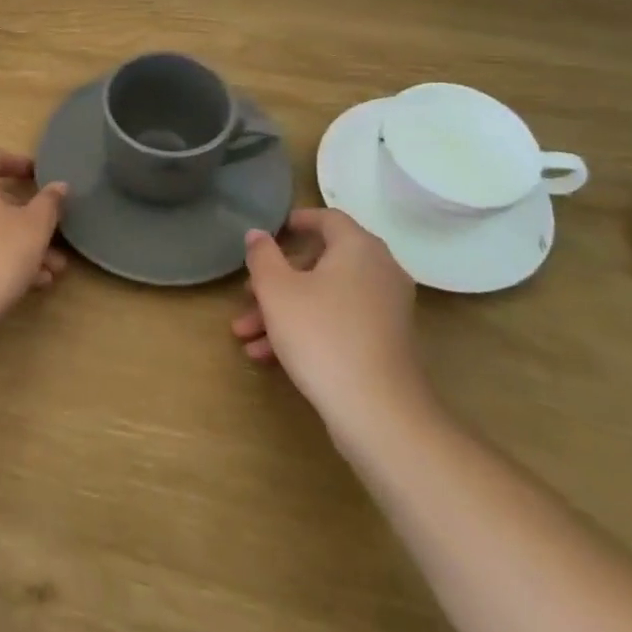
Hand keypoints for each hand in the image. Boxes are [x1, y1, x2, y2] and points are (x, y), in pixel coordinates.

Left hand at [0, 146, 68, 346]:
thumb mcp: (34, 229)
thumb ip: (49, 203)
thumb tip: (59, 185)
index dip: (19, 162)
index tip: (42, 177)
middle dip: (30, 216)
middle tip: (55, 230)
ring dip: (22, 242)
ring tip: (54, 268)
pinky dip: (2, 257)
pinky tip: (32, 283)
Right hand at [231, 207, 429, 437]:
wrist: (378, 413)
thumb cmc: (321, 335)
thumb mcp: (277, 291)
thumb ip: (263, 256)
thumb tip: (258, 233)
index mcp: (358, 247)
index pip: (327, 218)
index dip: (295, 221)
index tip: (268, 232)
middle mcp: (379, 270)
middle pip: (320, 263)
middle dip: (276, 280)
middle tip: (247, 295)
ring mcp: (386, 309)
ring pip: (325, 297)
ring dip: (284, 311)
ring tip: (246, 335)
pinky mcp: (385, 343)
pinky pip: (339, 322)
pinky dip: (308, 329)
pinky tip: (269, 356)